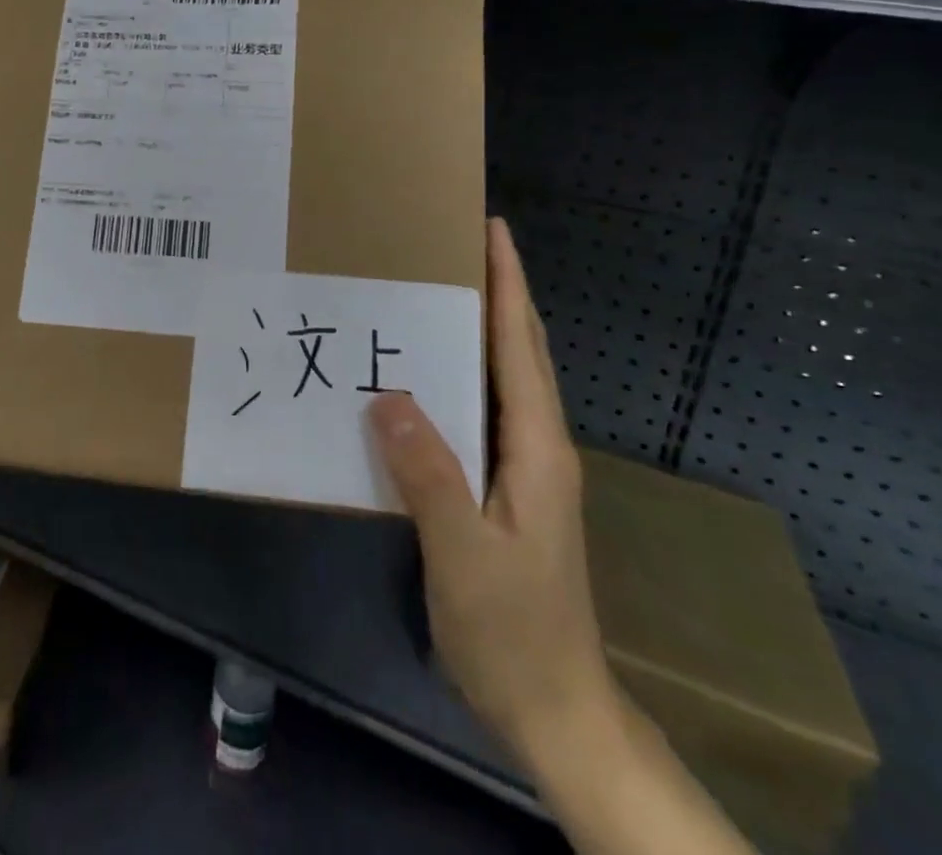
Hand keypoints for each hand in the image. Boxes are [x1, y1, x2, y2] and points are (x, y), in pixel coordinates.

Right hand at [367, 218, 618, 770]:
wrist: (555, 711)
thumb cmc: (512, 631)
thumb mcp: (463, 555)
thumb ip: (429, 474)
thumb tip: (386, 394)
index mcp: (537, 448)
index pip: (521, 347)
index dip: (509, 284)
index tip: (492, 229)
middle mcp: (539, 445)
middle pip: (522, 351)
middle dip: (499, 291)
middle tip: (455, 245)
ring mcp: (527, 468)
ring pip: (506, 378)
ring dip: (483, 328)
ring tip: (437, 291)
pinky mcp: (509, 488)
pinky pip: (485, 409)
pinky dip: (466, 372)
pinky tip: (427, 374)